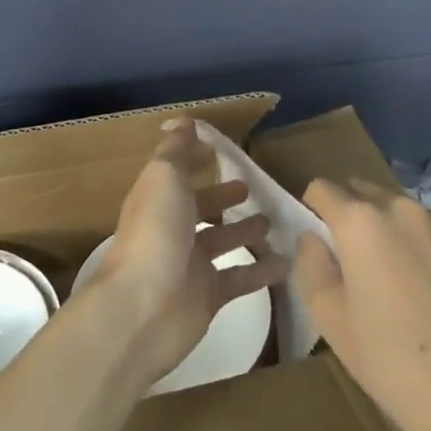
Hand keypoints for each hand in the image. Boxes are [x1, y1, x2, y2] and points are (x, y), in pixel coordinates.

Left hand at [92, 119, 288, 386]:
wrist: (143, 308)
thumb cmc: (155, 232)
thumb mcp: (164, 176)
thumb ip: (177, 150)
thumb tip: (184, 121)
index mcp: (159, 197)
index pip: (178, 172)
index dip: (195, 160)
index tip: (219, 151)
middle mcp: (172, 228)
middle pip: (201, 207)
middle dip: (223, 196)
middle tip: (252, 188)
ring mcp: (190, 264)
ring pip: (222, 241)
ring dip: (245, 230)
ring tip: (273, 221)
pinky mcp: (208, 296)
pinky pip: (240, 278)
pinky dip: (262, 270)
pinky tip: (288, 261)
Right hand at [294, 178, 430, 430]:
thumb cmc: (390, 360)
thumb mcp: (329, 318)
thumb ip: (311, 265)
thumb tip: (312, 238)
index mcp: (359, 220)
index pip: (321, 188)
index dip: (311, 211)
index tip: (316, 244)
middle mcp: (396, 207)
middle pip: (358, 190)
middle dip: (345, 214)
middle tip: (346, 262)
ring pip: (391, 206)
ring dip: (379, 224)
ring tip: (384, 274)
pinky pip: (420, 225)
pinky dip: (408, 239)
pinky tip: (416, 284)